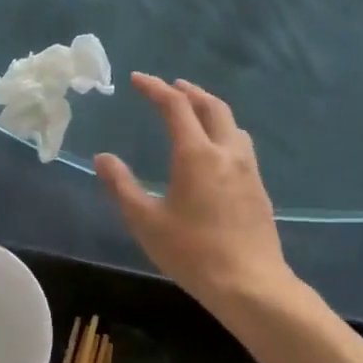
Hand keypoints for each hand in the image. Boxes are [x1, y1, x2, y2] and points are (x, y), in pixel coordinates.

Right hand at [96, 74, 290, 310]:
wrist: (251, 284)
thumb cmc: (192, 253)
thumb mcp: (146, 222)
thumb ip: (122, 186)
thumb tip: (103, 158)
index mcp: (196, 154)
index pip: (175, 106)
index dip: (155, 88)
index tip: (137, 79)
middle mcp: (226, 152)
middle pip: (212, 106)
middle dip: (189, 91)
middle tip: (171, 86)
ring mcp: (248, 170)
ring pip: (231, 124)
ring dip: (210, 109)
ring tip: (195, 112)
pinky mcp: (259, 188)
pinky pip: (241, 145)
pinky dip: (224, 132)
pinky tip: (216, 151)